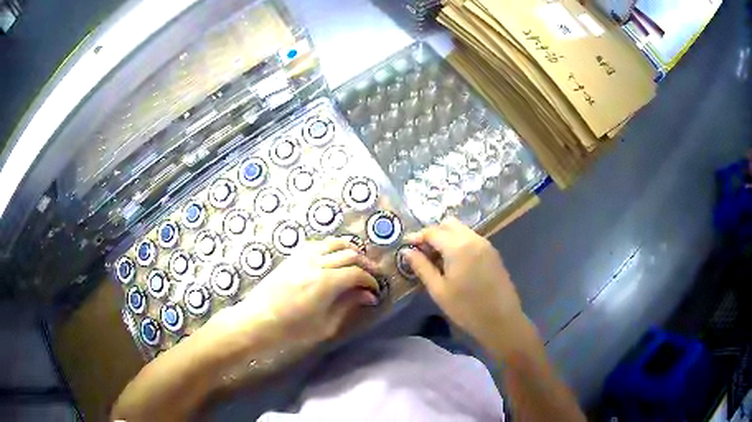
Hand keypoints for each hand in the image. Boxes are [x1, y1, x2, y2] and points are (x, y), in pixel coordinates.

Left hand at [206, 237, 379, 349]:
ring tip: (358, 262)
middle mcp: (316, 263)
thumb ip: (347, 305)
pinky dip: (332, 247)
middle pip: (349, 253)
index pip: (357, 273)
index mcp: (325, 282)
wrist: (257, 321)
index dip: (370, 281)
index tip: (376, 291)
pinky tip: (335, 259)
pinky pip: (318, 244)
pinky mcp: (293, 257)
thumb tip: (368, 296)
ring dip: (350, 250)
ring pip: (334, 243)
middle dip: (366, 263)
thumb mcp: (325, 325)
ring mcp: (303, 257)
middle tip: (373, 275)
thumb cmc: (291, 330)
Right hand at [404, 217, 523, 342]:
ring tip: (436, 258)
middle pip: (449, 224)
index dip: (417, 236)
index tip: (406, 245)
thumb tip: (407, 251)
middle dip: (433, 233)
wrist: (501, 320)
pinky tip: (454, 262)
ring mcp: (486, 244)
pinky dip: (459, 242)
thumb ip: (422, 267)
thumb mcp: (439, 290)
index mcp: (458, 247)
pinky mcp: (493, 253)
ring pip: (461, 230)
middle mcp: (473, 239)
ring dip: (446, 237)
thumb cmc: (466, 308)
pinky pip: (471, 238)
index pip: (433, 232)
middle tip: (422, 251)